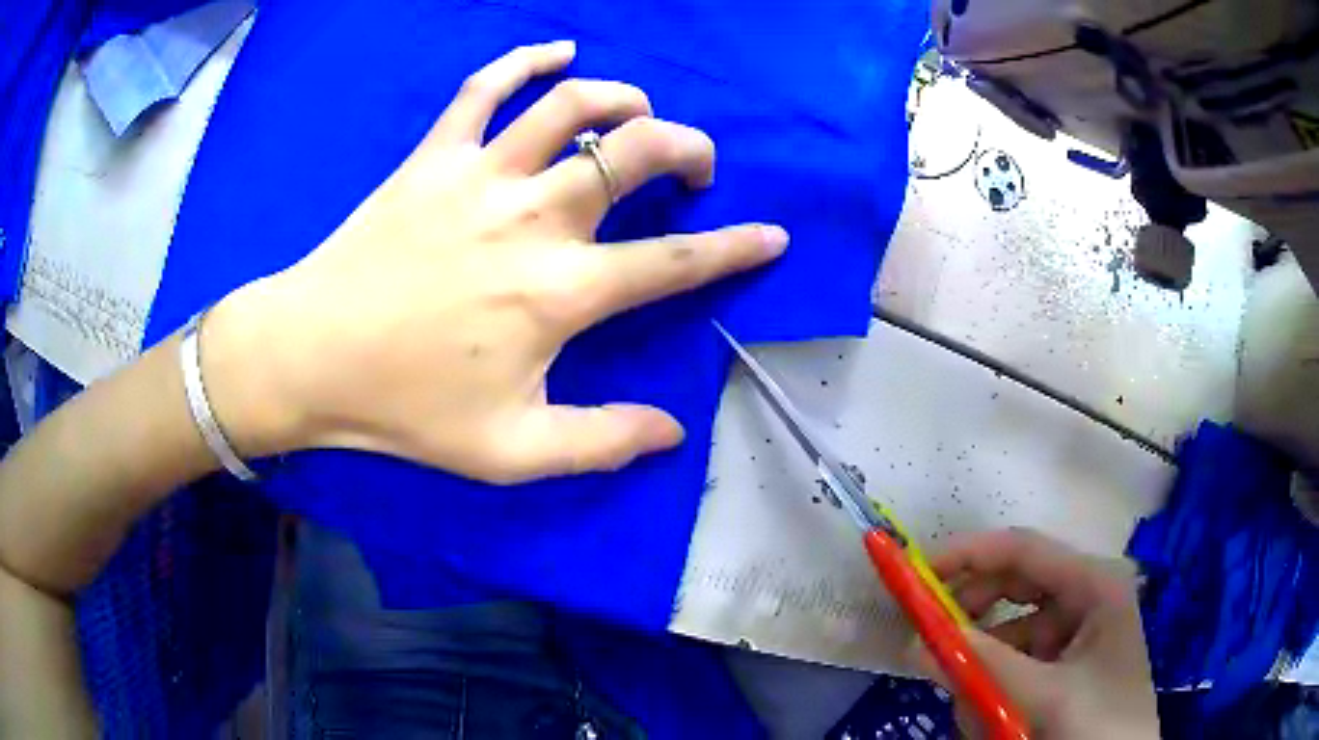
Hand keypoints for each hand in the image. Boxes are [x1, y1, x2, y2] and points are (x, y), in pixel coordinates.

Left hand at [200, 41, 787, 482]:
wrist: (309, 356)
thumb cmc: (404, 408)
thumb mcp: (509, 452)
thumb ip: (600, 443)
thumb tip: (672, 433)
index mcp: (558, 292)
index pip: (674, 264)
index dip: (735, 249)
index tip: (772, 235)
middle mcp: (533, 217)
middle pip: (637, 153)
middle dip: (688, 150)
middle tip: (695, 169)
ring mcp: (480, 174)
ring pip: (573, 104)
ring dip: (624, 98)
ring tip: (640, 111)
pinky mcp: (433, 155)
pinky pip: (486, 86)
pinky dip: (527, 59)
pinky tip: (559, 51)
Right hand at [906, 528, 1159, 739]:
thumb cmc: (1099, 722)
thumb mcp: (1045, 696)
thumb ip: (983, 668)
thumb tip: (913, 641)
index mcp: (1094, 582)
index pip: (1022, 549)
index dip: (967, 555)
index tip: (915, 577)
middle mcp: (1084, 596)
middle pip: (1012, 586)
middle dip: (971, 618)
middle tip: (928, 643)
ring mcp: (1074, 632)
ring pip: (1008, 634)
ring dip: (982, 667)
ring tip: (977, 708)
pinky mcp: (1062, 664)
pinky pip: (1015, 664)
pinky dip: (994, 688)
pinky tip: (995, 719)